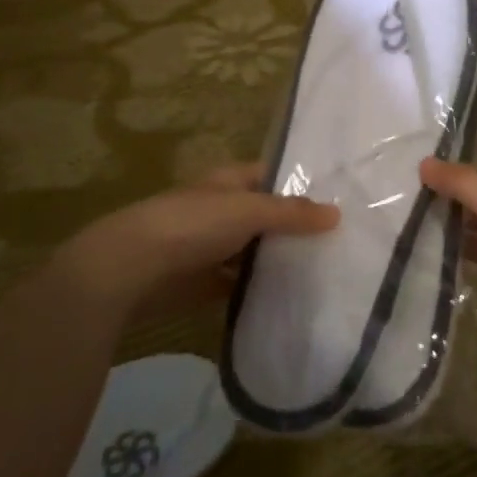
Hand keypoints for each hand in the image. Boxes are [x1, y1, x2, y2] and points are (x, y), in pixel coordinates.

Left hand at [67, 164, 337, 318]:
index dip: (303, 184)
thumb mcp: (247, 210)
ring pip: (256, 252)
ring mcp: (214, 248)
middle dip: (298, 227)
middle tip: (345, 241)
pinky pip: (241, 285)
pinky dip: (261, 291)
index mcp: (230, 182)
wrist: (130, 270)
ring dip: (281, 261)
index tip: (341, 198)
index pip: (274, 176)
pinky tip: (293, 299)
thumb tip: (337, 213)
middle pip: (268, 217)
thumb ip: (291, 213)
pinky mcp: (206, 284)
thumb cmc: (191, 225)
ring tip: (329, 271)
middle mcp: (224, 211)